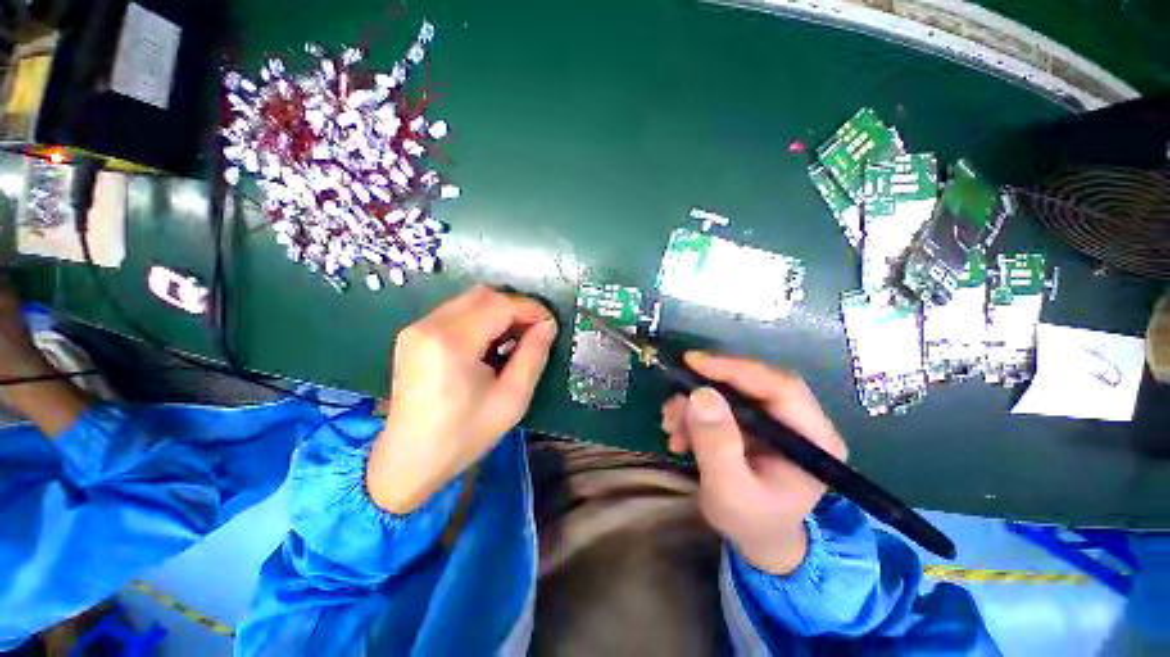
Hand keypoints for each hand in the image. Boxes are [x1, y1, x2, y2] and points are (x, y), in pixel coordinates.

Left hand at [368, 285, 557, 513]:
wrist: (409, 460)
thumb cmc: (465, 435)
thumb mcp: (512, 399)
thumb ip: (533, 355)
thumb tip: (547, 326)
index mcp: (451, 342)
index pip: (500, 304)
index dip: (531, 308)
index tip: (550, 324)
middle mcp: (429, 325)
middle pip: (484, 294)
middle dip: (516, 307)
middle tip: (534, 331)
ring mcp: (416, 328)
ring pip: (470, 300)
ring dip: (499, 312)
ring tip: (516, 338)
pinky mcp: (414, 335)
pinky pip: (456, 312)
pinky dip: (481, 319)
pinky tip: (491, 343)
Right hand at [661, 352, 846, 575]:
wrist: (757, 540)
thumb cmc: (752, 522)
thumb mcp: (730, 490)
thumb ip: (717, 445)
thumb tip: (701, 394)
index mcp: (814, 440)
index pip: (780, 387)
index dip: (735, 369)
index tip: (693, 362)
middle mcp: (801, 422)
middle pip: (753, 384)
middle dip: (707, 389)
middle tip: (674, 401)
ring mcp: (777, 421)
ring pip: (732, 392)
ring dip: (695, 405)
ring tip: (671, 426)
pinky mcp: (756, 423)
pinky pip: (721, 404)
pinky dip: (694, 414)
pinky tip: (679, 434)